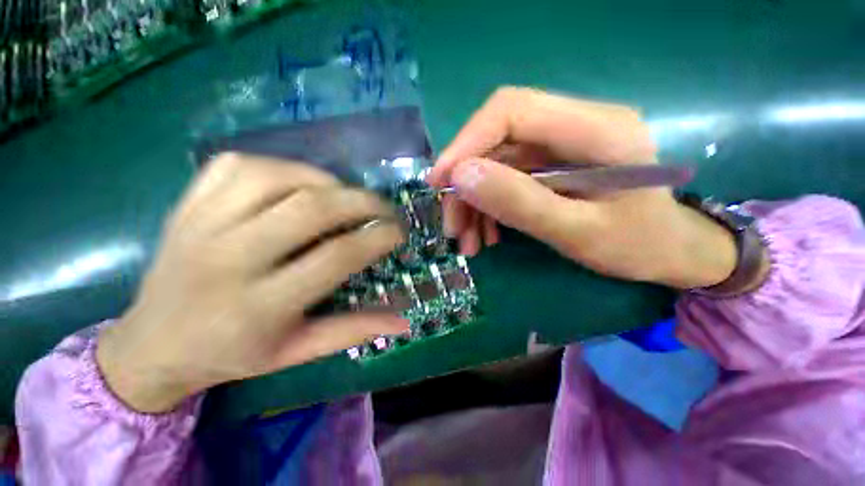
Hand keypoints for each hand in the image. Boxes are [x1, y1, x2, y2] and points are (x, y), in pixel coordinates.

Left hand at [97, 154, 406, 412]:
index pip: (336, 257)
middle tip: (384, 209)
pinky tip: (299, 183)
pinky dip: (282, 166)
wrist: (152, 344)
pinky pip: (239, 164)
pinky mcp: (188, 204)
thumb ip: (354, 331)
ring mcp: (201, 224)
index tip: (398, 232)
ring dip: (325, 180)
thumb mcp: (297, 352)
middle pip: (311, 209)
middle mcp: (229, 259)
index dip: (377, 238)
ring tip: (345, 196)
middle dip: (362, 202)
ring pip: (276, 177)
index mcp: (259, 306)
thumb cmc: (231, 354)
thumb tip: (405, 322)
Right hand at [427, 87, 736, 288]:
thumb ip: (520, 203)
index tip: (439, 181)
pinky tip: (485, 236)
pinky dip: (488, 209)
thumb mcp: (578, 233)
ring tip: (468, 242)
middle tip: (452, 228)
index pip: (510, 110)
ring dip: (473, 204)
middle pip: (496, 142)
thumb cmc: (638, 246)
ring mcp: (559, 147)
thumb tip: (461, 176)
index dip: (466, 142)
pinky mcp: (550, 166)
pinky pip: (505, 180)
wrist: (670, 252)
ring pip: (495, 165)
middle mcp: (573, 126)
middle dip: (466, 186)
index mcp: (595, 129)